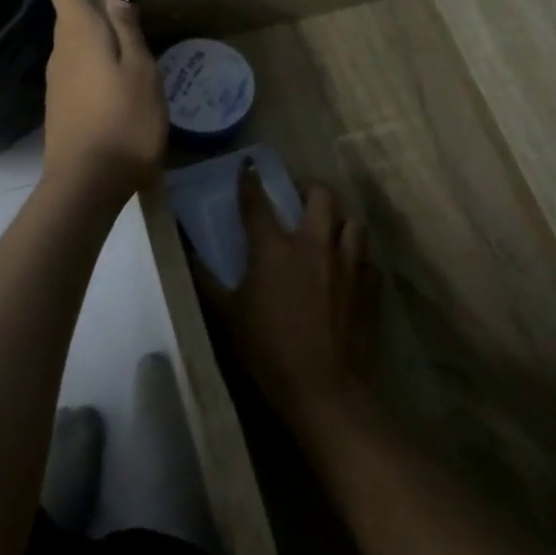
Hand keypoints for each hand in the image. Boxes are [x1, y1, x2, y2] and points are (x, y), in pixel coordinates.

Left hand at [41, 0, 167, 203]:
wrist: (86, 183)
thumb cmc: (124, 122)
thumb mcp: (140, 72)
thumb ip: (128, 33)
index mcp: (80, 36)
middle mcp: (61, 53)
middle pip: (66, 14)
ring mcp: (56, 81)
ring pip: (71, 41)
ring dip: (86, 26)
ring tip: (114, 23)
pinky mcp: (59, 105)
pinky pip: (73, 64)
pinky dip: (88, 53)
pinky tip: (108, 66)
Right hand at [203, 162, 374, 438]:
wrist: (321, 388)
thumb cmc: (266, 350)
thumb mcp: (226, 315)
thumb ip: (205, 280)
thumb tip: (187, 252)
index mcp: (275, 249)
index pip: (258, 203)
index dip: (250, 181)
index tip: (248, 166)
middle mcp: (314, 246)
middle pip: (321, 197)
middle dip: (309, 188)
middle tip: (298, 196)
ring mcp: (347, 265)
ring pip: (352, 222)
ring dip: (338, 219)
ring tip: (328, 228)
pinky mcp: (368, 288)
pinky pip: (367, 259)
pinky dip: (357, 256)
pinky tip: (348, 268)